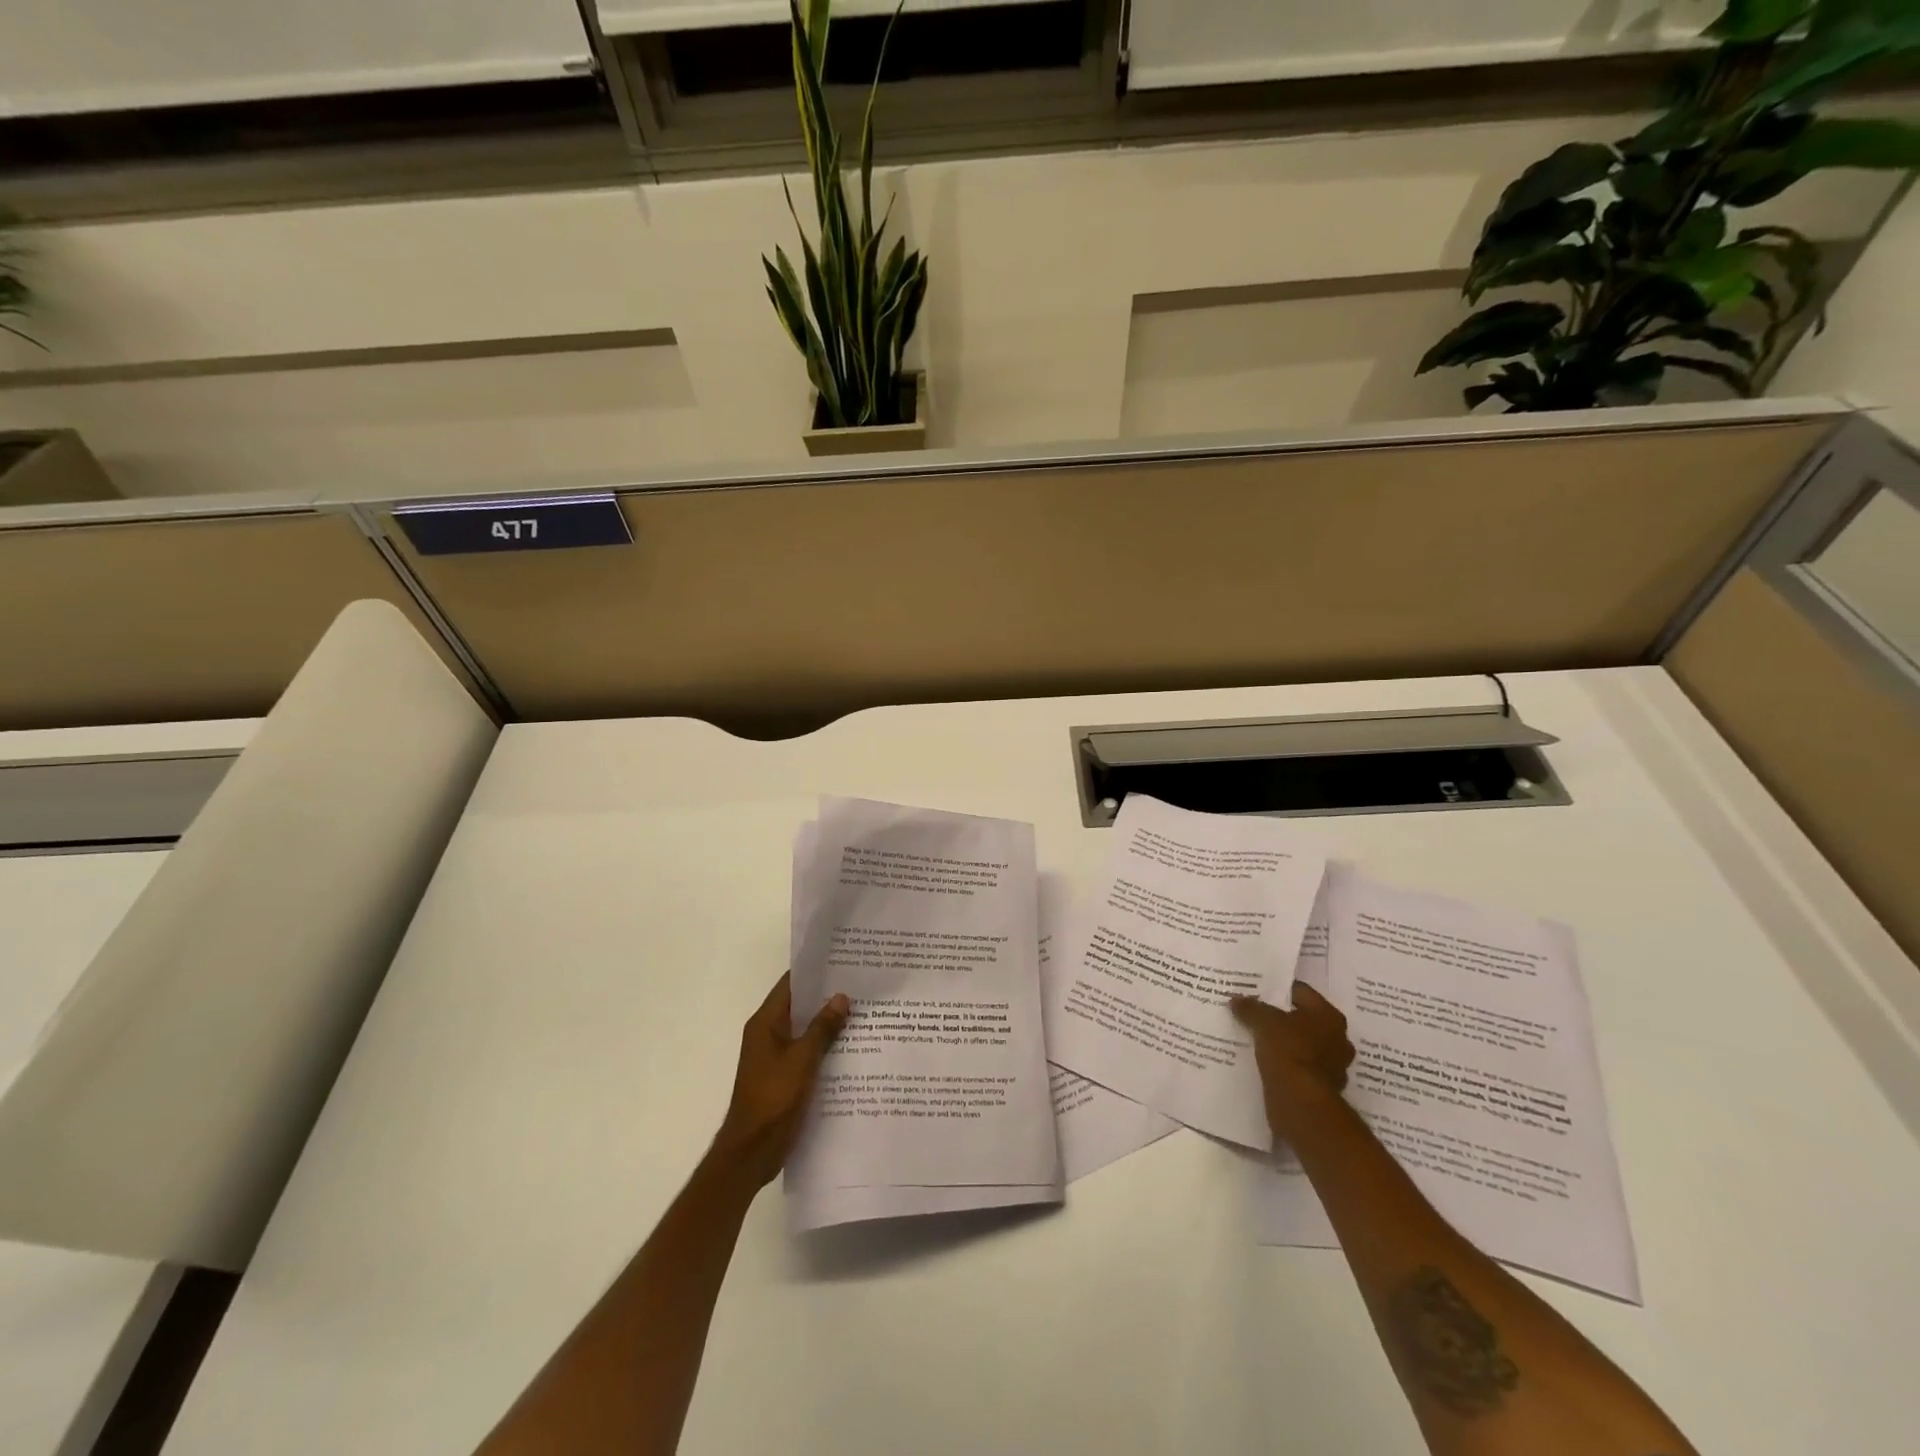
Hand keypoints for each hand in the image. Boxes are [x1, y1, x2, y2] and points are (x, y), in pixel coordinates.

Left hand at [710, 973, 849, 1188]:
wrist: (752, 1152)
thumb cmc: (773, 1099)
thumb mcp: (802, 1060)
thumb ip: (822, 1028)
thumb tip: (841, 997)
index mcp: (766, 1023)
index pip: (791, 984)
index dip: (814, 971)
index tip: (842, 960)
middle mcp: (768, 1034)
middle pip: (800, 1006)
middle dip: (827, 996)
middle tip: (861, 983)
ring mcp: (775, 1056)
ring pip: (805, 1030)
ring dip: (828, 1022)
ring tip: (863, 1011)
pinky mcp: (784, 1076)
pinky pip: (806, 1052)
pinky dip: (825, 1046)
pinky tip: (852, 1047)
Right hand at [1231, 983, 1355, 1144]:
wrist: (1301, 1104)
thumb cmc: (1289, 1051)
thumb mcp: (1263, 1022)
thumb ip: (1250, 1008)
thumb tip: (1236, 999)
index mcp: (1329, 1016)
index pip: (1301, 992)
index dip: (1277, 989)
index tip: (1255, 990)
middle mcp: (1337, 1039)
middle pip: (1303, 1019)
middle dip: (1281, 1017)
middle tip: (1254, 1013)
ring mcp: (1332, 1066)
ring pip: (1302, 1045)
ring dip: (1284, 1043)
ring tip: (1255, 1038)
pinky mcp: (1321, 1088)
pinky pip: (1298, 1068)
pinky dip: (1285, 1065)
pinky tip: (1264, 1062)